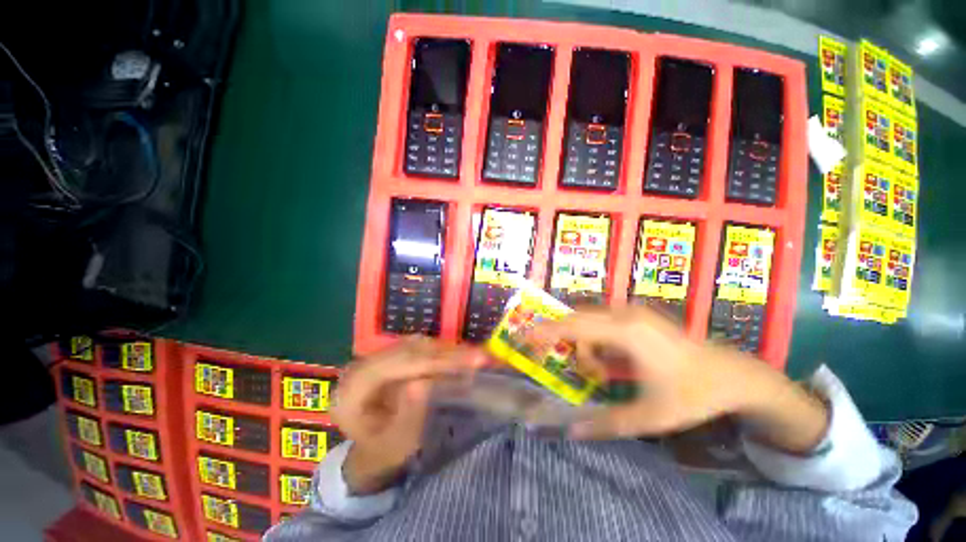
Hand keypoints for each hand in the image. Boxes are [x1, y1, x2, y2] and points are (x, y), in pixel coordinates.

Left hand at [331, 337, 469, 493]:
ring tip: (473, 356)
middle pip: (409, 350)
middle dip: (446, 353)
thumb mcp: (395, 446)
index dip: (435, 361)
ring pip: (416, 345)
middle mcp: (362, 365)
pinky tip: (458, 356)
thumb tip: (423, 383)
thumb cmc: (382, 452)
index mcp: (354, 388)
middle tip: (478, 356)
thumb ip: (407, 417)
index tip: (466, 361)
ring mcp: (376, 357)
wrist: (371, 449)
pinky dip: (440, 351)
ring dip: (445, 349)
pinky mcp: (390, 356)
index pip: (399, 364)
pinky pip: (418, 348)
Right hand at [537, 307, 828, 453]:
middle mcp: (623, 314)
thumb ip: (607, 424)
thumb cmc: (692, 395)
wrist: (733, 375)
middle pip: (576, 322)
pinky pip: (601, 324)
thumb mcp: (649, 417)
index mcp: (625, 332)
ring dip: (586, 348)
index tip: (521, 336)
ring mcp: (630, 311)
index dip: (543, 331)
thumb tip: (571, 432)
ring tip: (602, 375)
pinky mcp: (635, 315)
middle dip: (567, 345)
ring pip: (587, 323)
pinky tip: (612, 364)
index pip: (571, 325)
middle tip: (575, 372)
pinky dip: (596, 344)